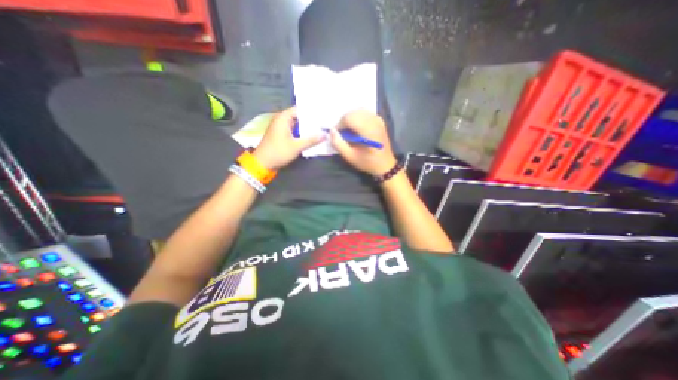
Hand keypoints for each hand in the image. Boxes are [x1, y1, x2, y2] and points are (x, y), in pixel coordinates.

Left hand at [251, 107, 324, 170]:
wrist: (262, 163)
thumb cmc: (278, 152)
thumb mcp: (296, 146)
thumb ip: (311, 140)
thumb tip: (325, 135)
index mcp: (283, 118)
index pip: (300, 109)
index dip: (312, 111)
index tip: (324, 114)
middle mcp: (281, 119)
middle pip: (299, 116)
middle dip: (311, 120)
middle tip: (325, 121)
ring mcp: (281, 127)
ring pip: (297, 124)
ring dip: (307, 127)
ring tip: (321, 128)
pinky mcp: (281, 134)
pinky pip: (294, 130)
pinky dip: (301, 132)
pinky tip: (311, 135)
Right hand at [328, 109, 397, 174]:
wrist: (385, 164)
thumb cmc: (368, 162)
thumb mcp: (350, 157)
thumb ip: (338, 144)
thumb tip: (331, 131)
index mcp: (368, 131)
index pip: (349, 118)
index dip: (339, 124)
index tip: (336, 134)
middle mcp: (374, 121)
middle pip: (353, 112)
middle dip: (344, 121)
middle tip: (342, 133)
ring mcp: (378, 119)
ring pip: (358, 111)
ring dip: (350, 119)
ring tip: (348, 131)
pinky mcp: (379, 120)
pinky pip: (364, 113)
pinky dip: (357, 117)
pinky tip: (356, 128)